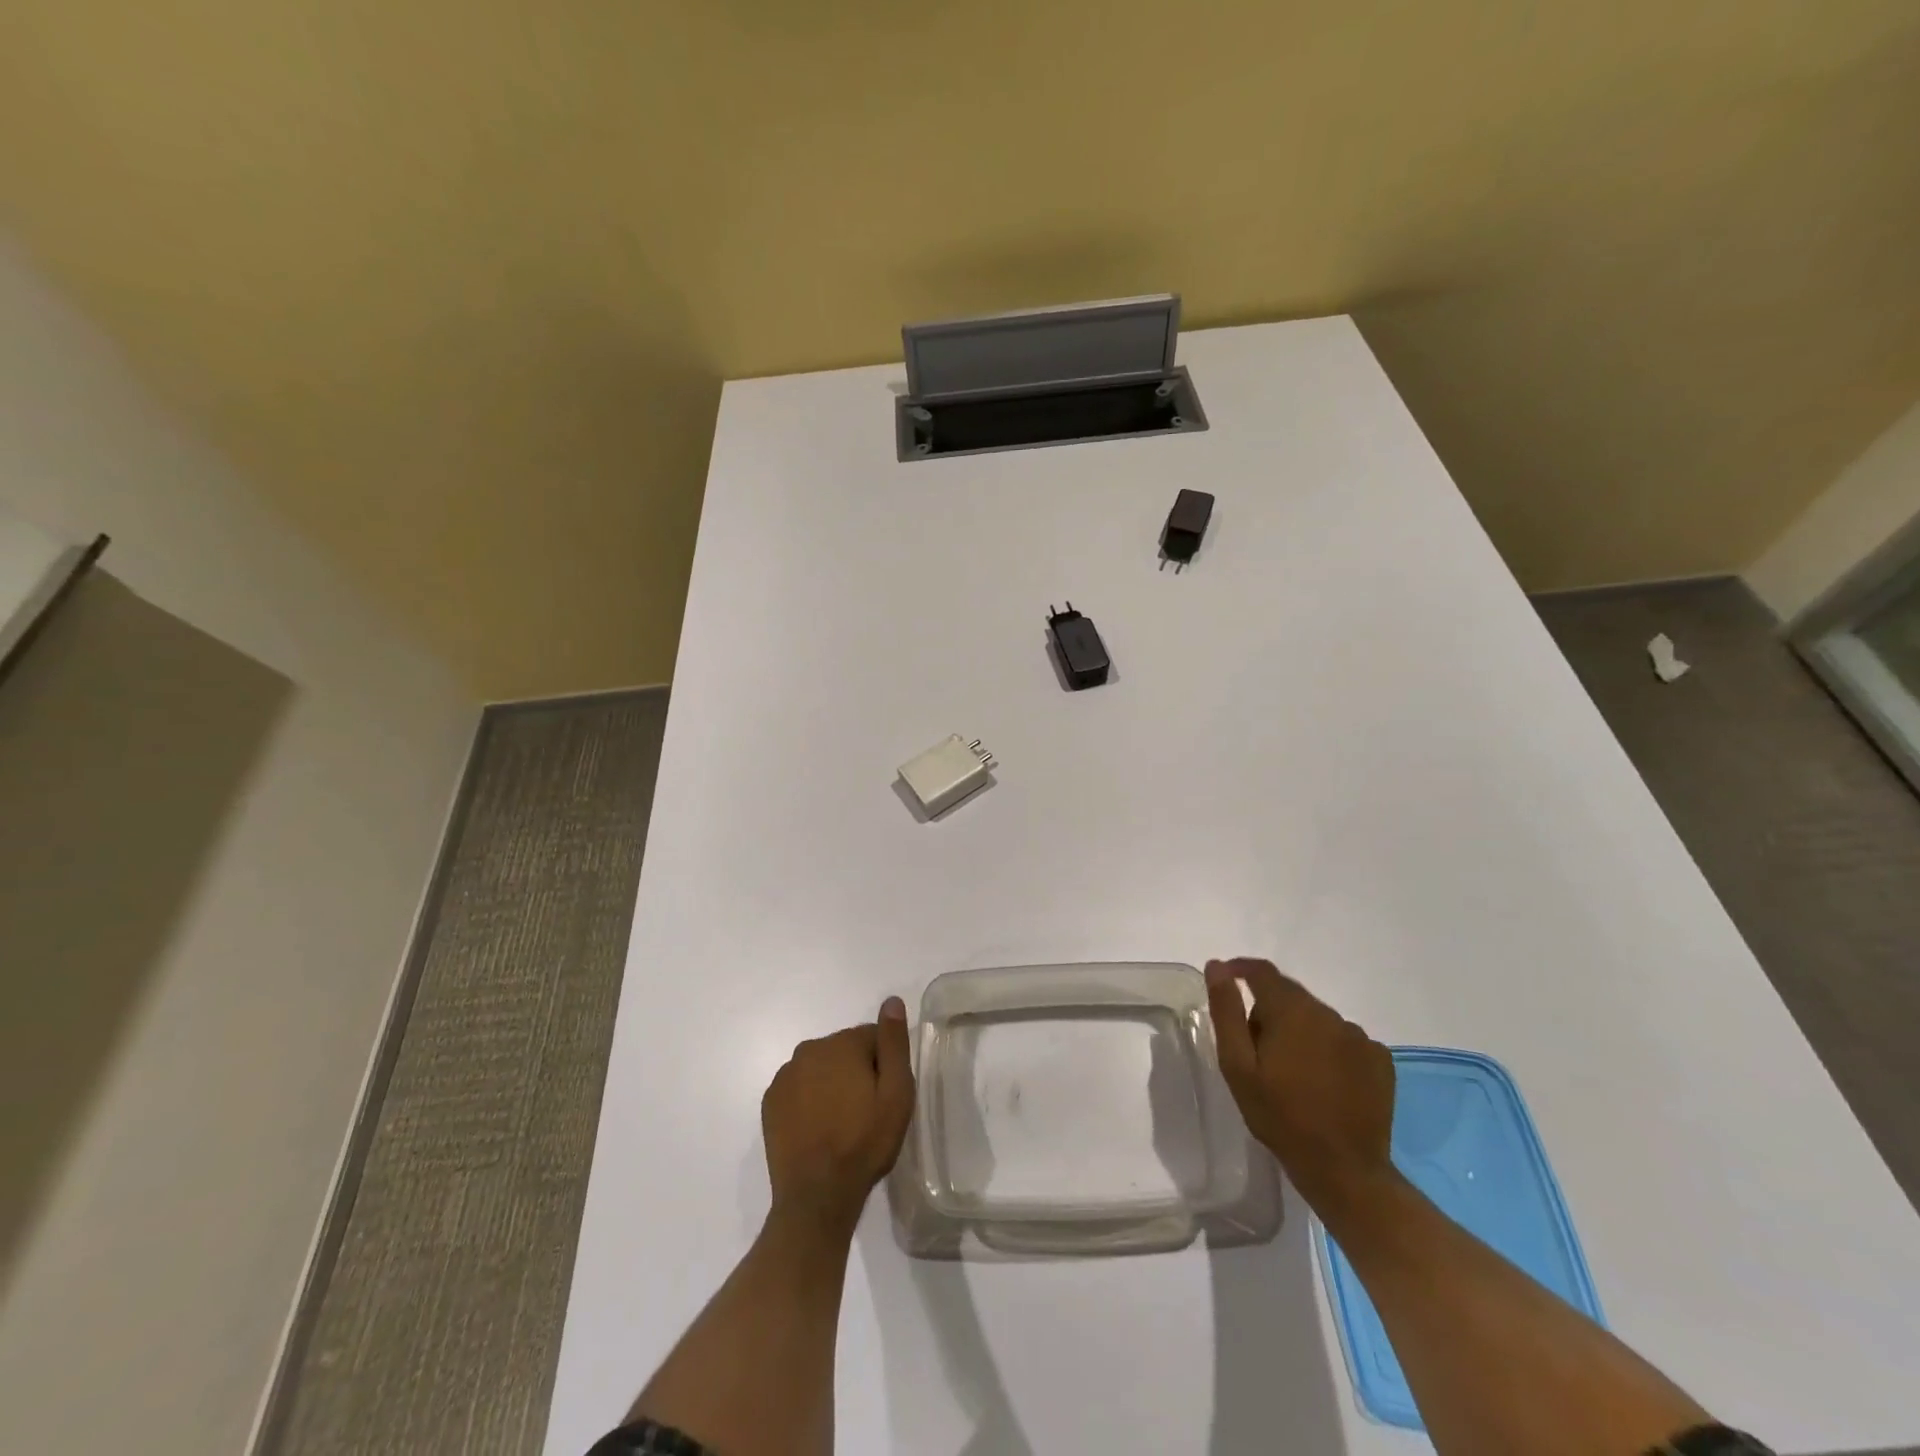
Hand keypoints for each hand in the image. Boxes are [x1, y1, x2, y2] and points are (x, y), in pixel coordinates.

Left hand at [761, 998, 914, 1239]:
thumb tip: (891, 1001)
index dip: (884, 1065)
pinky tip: (818, 1128)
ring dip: (832, 1084)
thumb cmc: (864, 1142)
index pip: (872, 1037)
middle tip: (866, 1111)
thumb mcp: (896, 1094)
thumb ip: (894, 1043)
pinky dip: (809, 1100)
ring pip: (820, 1068)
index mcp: (842, 1044)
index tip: (886, 1095)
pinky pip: (799, 1088)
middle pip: (844, 1050)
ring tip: (842, 1122)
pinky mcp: (770, 1102)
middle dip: (857, 1071)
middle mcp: (809, 1049)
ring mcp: (785, 1076)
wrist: (816, 1195)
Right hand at [1205, 958, 1396, 1214]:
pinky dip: (1328, 1048)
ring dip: (1300, 1030)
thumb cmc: (1280, 1116)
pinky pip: (1344, 1040)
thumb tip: (1217, 967)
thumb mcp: (1238, 1065)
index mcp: (1292, 1010)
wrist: (1344, 1171)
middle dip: (1269, 1009)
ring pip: (1317, 1018)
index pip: (1263, 972)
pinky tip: (1323, 1080)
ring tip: (1290, 1070)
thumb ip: (1226, 1011)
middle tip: (1255, 1047)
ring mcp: (1359, 1037)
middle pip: (1291, 995)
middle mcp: (1328, 1013)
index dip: (1241, 969)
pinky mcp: (1380, 1060)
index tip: (1225, 979)